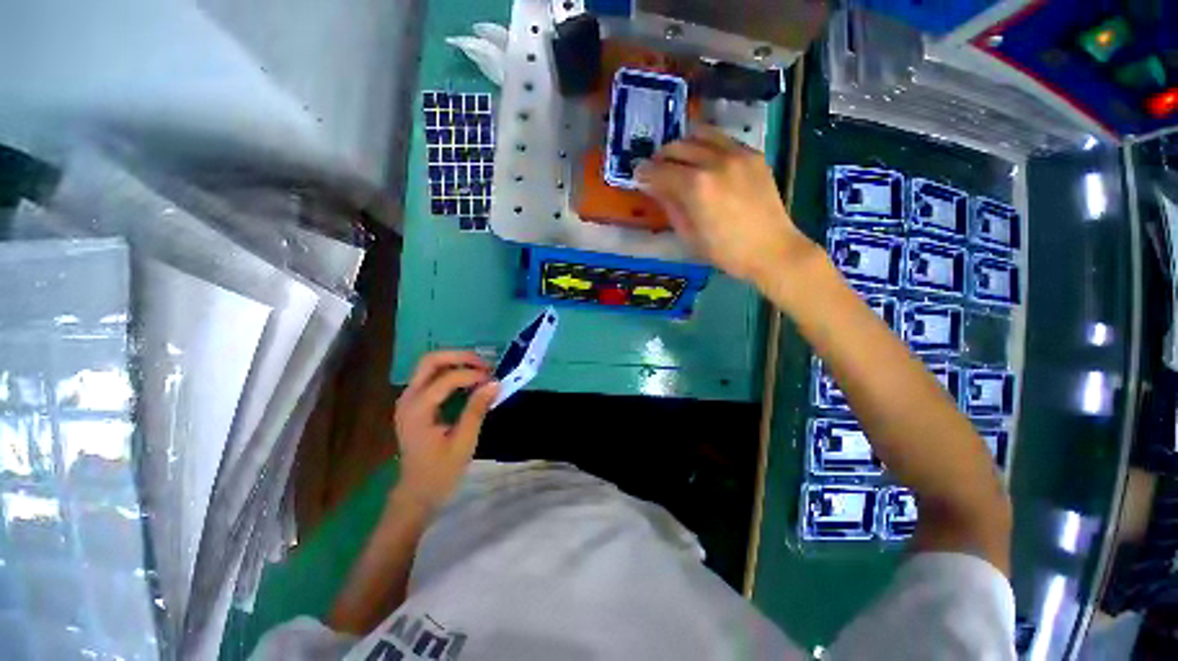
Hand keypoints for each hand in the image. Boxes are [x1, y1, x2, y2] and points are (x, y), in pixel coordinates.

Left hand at [393, 351, 498, 511]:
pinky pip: (432, 377)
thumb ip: (477, 409)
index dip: (473, 375)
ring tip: (480, 371)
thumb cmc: (440, 472)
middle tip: (485, 365)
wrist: (416, 493)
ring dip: (456, 362)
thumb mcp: (463, 442)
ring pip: (430, 365)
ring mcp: (408, 399)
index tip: (495, 380)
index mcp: (417, 410)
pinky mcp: (414, 403)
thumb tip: (495, 383)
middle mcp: (408, 398)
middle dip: (460, 357)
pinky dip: (452, 372)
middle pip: (431, 361)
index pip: (447, 378)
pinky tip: (469, 381)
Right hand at [636, 126, 819, 284]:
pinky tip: (705, 161)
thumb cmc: (725, 251)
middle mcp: (715, 162)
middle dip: (660, 157)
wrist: (771, 249)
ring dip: (683, 144)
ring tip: (679, 159)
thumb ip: (670, 205)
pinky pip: (722, 139)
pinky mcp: (753, 154)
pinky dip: (707, 145)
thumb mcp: (689, 234)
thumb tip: (654, 187)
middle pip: (678, 147)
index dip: (644, 172)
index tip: (637, 175)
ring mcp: (737, 154)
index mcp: (696, 187)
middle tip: (656, 169)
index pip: (660, 170)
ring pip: (700, 133)